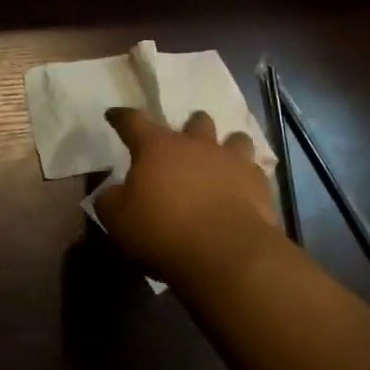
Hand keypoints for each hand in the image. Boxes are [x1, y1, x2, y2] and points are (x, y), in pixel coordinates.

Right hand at [94, 108, 283, 285]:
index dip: (121, 117)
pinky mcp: (259, 184)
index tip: (114, 115)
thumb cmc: (163, 231)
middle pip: (195, 121)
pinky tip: (243, 191)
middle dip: (190, 128)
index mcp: (157, 146)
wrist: (225, 253)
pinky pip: (255, 170)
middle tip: (183, 144)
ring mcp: (232, 160)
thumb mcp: (118, 220)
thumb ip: (110, 201)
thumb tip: (111, 193)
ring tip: (221, 162)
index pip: (133, 121)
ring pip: (234, 138)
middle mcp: (196, 144)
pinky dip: (247, 177)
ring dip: (227, 146)